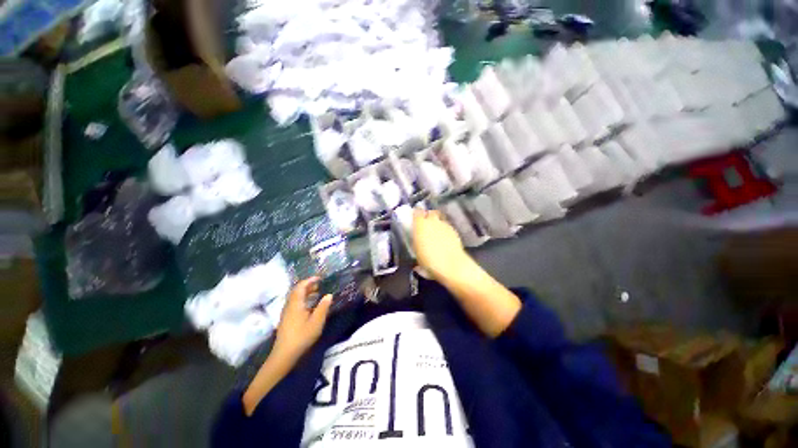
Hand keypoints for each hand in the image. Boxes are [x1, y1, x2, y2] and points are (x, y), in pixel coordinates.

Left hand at [272, 277, 332, 359]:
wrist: (284, 354)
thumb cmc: (302, 336)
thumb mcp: (316, 322)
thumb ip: (323, 307)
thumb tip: (328, 295)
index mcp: (296, 304)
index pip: (301, 286)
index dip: (310, 280)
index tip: (320, 278)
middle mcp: (289, 306)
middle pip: (297, 291)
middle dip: (308, 286)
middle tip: (320, 285)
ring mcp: (286, 313)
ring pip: (295, 298)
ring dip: (305, 293)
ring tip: (317, 293)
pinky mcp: (286, 319)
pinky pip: (295, 304)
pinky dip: (303, 300)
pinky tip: (310, 306)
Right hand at [412, 209, 469, 280]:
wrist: (452, 266)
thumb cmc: (429, 261)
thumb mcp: (417, 252)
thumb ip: (416, 242)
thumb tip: (417, 241)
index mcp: (420, 225)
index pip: (417, 211)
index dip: (416, 213)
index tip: (414, 217)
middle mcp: (433, 221)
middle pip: (430, 213)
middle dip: (428, 216)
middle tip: (425, 225)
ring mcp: (445, 225)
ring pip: (439, 219)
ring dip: (437, 224)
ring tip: (435, 234)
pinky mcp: (454, 231)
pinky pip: (447, 227)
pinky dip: (444, 231)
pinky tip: (444, 240)